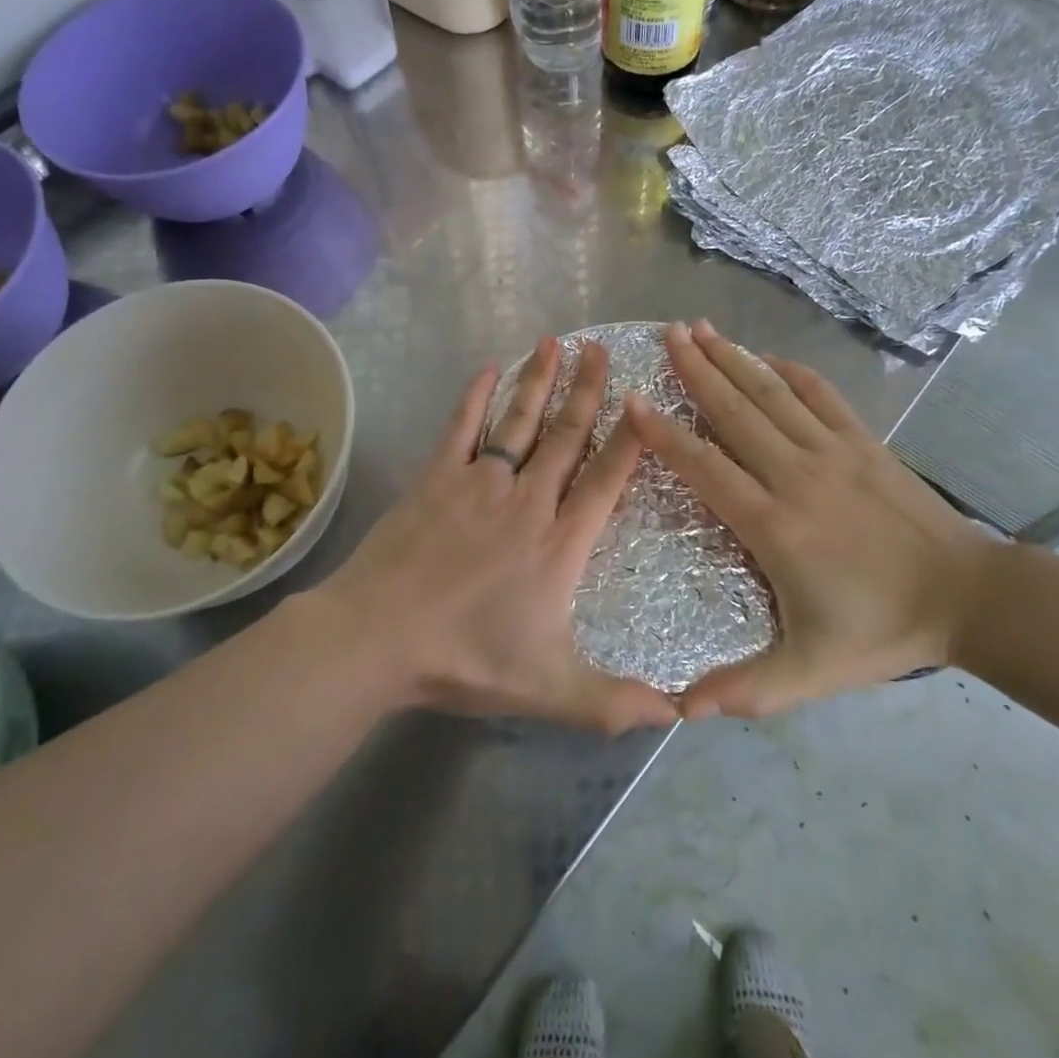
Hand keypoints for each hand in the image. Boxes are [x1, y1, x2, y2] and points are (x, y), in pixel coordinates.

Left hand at [319, 337, 679, 733]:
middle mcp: (527, 501)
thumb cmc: (466, 658)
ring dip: (539, 381)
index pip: (607, 480)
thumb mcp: (550, 690)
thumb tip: (680, 716)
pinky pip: (462, 427)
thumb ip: (613, 702)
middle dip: (587, 391)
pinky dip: (475, 396)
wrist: (378, 637)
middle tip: (602, 347)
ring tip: (556, 341)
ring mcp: (479, 483)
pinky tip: (487, 367)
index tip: (645, 399)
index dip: (630, 439)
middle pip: (567, 436)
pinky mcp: (436, 479)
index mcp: (559, 543)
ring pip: (519, 422)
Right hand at [624, 321, 995, 717]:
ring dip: (733, 359)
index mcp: (774, 525)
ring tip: (701, 329)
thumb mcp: (811, 673)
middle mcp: (796, 475)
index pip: (705, 468)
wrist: (969, 598)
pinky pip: (820, 395)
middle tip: (665, 334)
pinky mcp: (864, 443)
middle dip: (695, 371)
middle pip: (735, 413)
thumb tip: (680, 711)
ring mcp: (833, 452)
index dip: (664, 434)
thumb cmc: (882, 631)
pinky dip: (789, 370)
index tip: (633, 401)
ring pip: (772, 394)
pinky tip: (766, 356)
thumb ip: (747, 689)